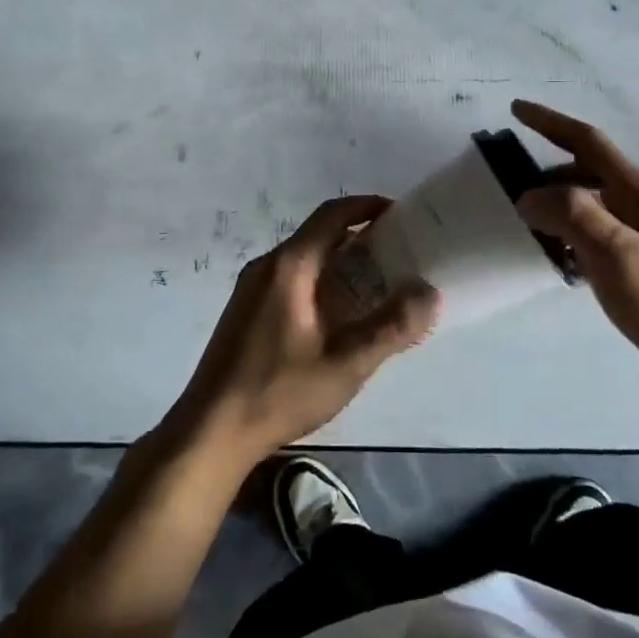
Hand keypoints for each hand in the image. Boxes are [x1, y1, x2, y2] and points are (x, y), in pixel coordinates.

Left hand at [165, 196, 440, 466]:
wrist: (210, 431)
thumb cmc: (278, 392)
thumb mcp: (345, 364)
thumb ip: (390, 327)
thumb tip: (428, 292)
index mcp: (289, 266)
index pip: (332, 215)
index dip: (367, 206)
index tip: (400, 213)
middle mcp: (266, 266)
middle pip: (318, 234)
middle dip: (359, 236)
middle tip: (399, 254)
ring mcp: (251, 288)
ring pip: (304, 258)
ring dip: (340, 261)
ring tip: (377, 284)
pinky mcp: (246, 311)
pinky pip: (290, 279)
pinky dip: (320, 280)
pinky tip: (338, 314)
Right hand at [511, 100, 638, 394]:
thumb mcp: (617, 256)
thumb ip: (573, 217)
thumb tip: (530, 194)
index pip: (588, 143)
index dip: (550, 123)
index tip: (517, 109)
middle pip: (592, 174)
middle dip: (552, 177)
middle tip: (519, 200)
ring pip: (601, 208)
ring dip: (567, 211)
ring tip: (539, 236)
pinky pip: (611, 235)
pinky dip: (583, 238)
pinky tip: (574, 265)